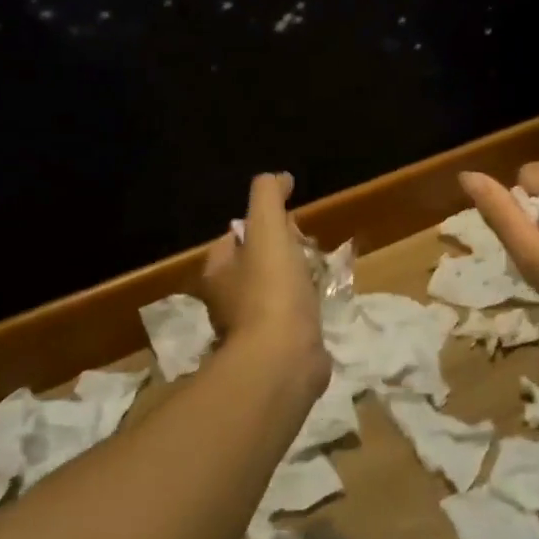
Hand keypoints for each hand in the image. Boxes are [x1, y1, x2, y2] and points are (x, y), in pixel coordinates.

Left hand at [200, 173, 331, 395]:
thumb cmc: (272, 290)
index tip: (289, 224)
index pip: (233, 239)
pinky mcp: (274, 350)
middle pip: (252, 266)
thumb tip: (279, 178)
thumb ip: (268, 196)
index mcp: (218, 272)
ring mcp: (249, 329)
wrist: (283, 360)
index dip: (260, 226)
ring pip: (271, 293)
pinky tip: (320, 306)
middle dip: (279, 253)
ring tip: (319, 274)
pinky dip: (303, 309)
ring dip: (292, 282)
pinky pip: (289, 319)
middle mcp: (227, 301)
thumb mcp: (268, 229)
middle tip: (307, 248)